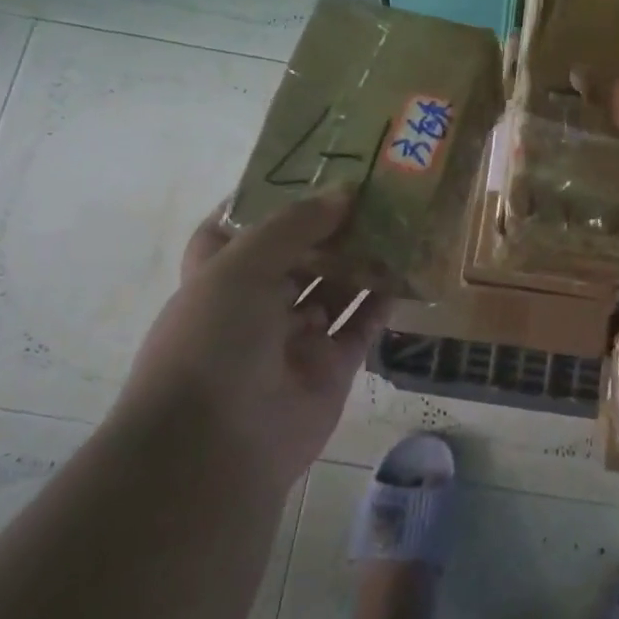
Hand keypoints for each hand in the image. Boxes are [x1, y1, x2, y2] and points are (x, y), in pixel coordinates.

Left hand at [123, 192, 388, 494]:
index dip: (264, 201)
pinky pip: (361, 325)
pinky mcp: (331, 367)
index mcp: (219, 278)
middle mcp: (255, 305)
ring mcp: (295, 338)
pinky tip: (405, 269)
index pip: (235, 229)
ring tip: (398, 221)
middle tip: (372, 189)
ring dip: (361, 258)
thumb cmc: (213, 342)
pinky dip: (381, 300)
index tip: (304, 171)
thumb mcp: (242, 266)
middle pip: (297, 255)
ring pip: (334, 288)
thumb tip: (343, 192)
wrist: (216, 447)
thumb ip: (294, 225)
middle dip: (329, 225)